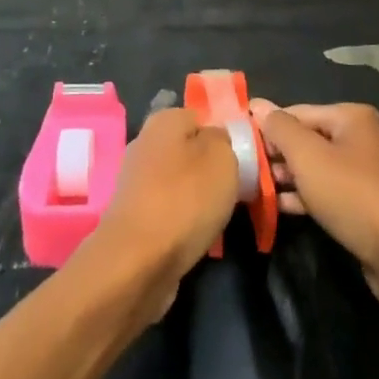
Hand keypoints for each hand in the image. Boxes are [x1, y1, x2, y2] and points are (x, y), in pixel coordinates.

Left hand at [88, 108, 239, 319]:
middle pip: (191, 150)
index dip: (225, 136)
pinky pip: (170, 208)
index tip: (244, 160)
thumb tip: (217, 139)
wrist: (138, 261)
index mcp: (164, 120)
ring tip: (220, 215)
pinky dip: (184, 220)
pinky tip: (199, 234)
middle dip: (213, 168)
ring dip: (200, 197)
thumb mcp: (222, 157)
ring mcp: (137, 180)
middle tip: (237, 188)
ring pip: (181, 181)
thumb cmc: (185, 199)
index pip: (202, 117)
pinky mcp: (135, 214)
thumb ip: (225, 139)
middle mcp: (146, 143)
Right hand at [250, 102, 378, 300]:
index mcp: (350, 117)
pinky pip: (327, 191)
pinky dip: (304, 197)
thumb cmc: (354, 196)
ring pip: (315, 168)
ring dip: (286, 178)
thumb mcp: (309, 158)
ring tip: (254, 191)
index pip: (296, 113)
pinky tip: (279, 208)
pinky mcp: (365, 204)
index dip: (266, 129)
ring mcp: (365, 172)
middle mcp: (360, 138)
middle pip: (306, 139)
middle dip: (276, 155)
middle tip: (243, 172)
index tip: (238, 148)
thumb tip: (256, 104)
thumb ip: (279, 129)